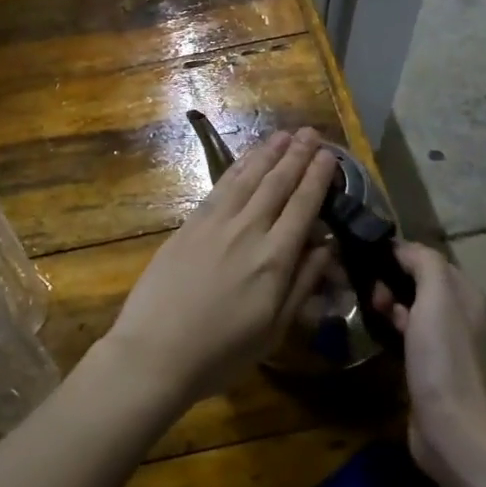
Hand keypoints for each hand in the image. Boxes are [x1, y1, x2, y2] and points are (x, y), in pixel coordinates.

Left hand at [104, 128, 337, 407]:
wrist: (155, 351)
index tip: (330, 156)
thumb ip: (302, 283)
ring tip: (284, 135)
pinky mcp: (188, 225)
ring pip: (247, 179)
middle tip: (311, 133)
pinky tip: (245, 160)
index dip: (318, 178)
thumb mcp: (274, 329)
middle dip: (296, 156)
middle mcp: (247, 230)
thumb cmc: (221, 352)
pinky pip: (219, 188)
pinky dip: (236, 169)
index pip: (303, 206)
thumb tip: (327, 247)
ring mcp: (214, 224)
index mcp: (275, 259)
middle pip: (277, 184)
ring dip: (268, 153)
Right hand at [371, 241, 485, 471]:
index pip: (428, 258)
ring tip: (367, 312)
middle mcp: (460, 315)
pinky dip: (391, 329)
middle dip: (390, 281)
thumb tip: (402, 248)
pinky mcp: (431, 368)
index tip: (366, 261)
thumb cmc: (444, 359)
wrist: (452, 429)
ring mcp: (446, 344)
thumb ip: (424, 264)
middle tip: (369, 295)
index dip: (398, 255)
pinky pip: (408, 335)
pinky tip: (376, 335)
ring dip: (388, 305)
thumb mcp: (437, 298)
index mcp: (466, 295)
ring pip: (411, 309)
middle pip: (419, 282)